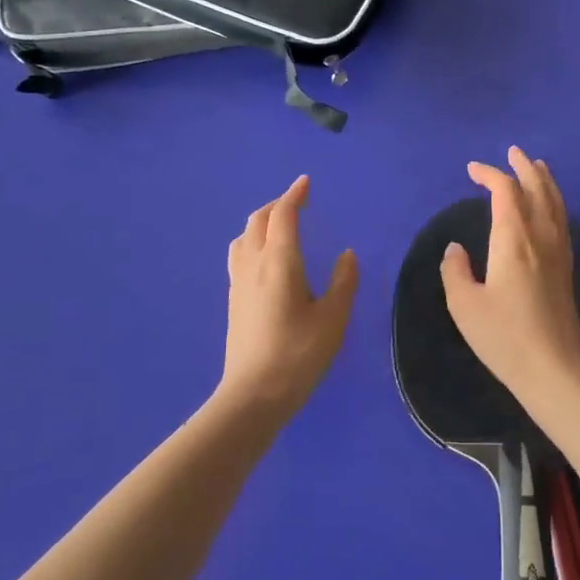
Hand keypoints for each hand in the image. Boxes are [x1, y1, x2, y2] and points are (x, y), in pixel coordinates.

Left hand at [221, 175, 357, 420]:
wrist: (252, 396)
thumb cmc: (298, 355)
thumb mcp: (333, 319)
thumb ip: (343, 282)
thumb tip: (347, 254)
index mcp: (280, 262)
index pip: (283, 215)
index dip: (294, 195)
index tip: (306, 182)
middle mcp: (254, 264)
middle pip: (259, 220)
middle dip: (278, 205)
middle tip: (298, 203)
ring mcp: (238, 283)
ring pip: (244, 237)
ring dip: (261, 222)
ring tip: (279, 227)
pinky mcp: (233, 301)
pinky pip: (239, 255)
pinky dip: (253, 241)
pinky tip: (264, 259)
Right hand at [439, 146, 579, 409]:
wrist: (554, 371)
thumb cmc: (504, 338)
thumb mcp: (464, 306)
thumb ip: (455, 271)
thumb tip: (456, 249)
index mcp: (514, 240)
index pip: (505, 192)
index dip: (489, 174)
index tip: (472, 170)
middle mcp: (540, 238)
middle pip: (537, 190)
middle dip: (523, 167)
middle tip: (512, 152)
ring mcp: (558, 253)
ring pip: (555, 203)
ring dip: (544, 181)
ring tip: (538, 167)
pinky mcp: (567, 269)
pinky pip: (562, 220)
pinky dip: (554, 202)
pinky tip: (550, 208)